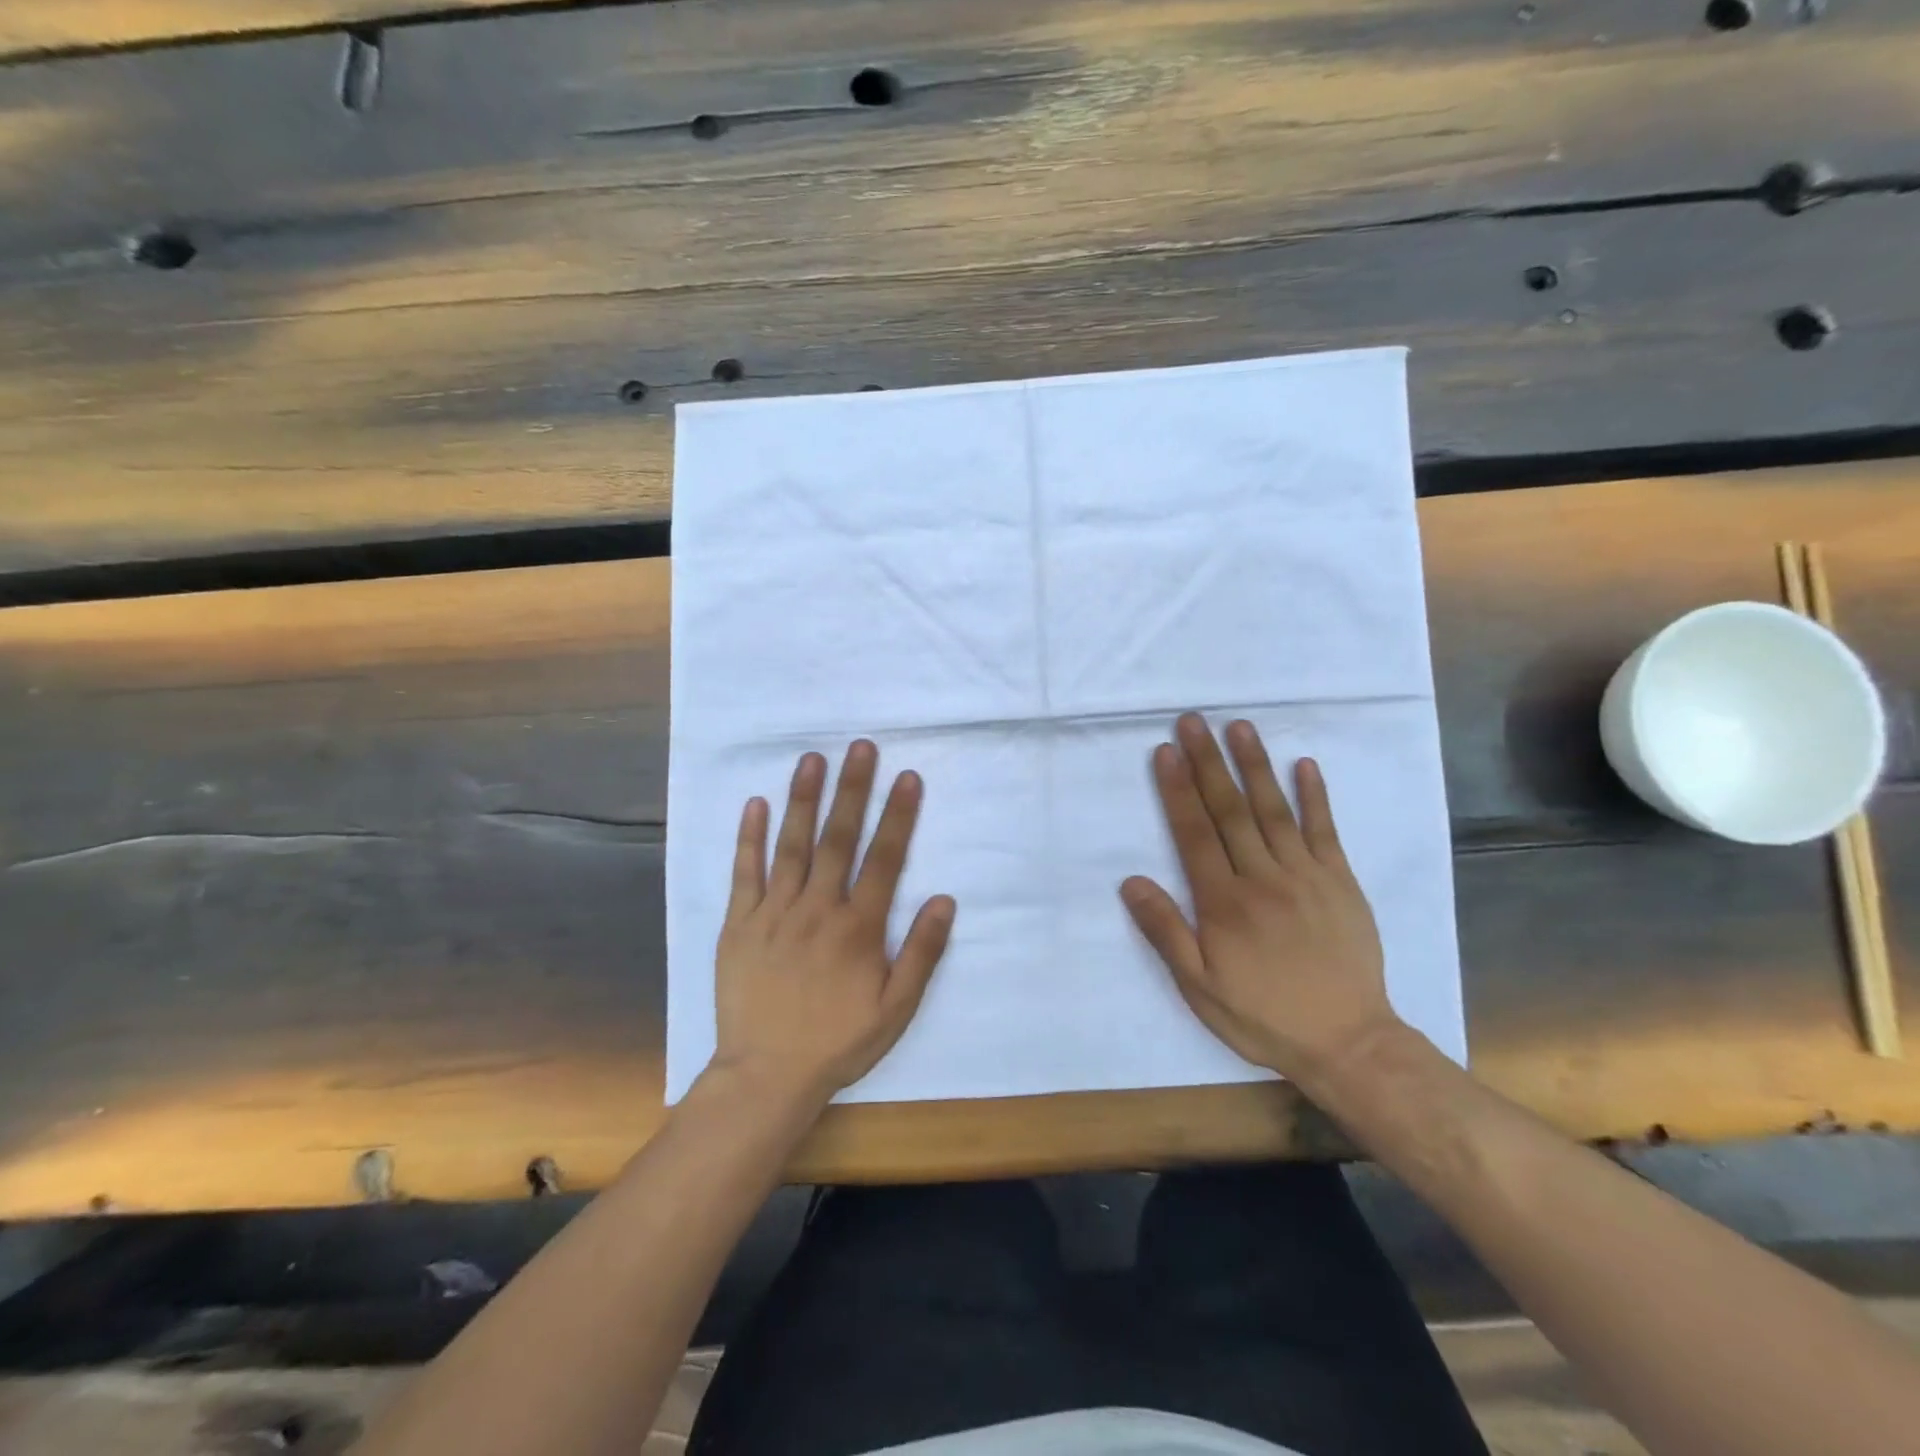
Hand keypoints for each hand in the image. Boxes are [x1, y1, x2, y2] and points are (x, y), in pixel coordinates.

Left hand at [710, 740, 955, 1108]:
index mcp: (858, 927)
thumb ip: (921, 953)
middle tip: (860, 747)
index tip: (907, 777)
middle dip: (852, 790)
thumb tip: (944, 899)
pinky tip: (756, 804)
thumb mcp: (896, 1009)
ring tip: (812, 759)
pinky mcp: (739, 924)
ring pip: (792, 846)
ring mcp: (773, 913)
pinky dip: (750, 838)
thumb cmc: (838, 1041)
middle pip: (838, 839)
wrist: (766, 1075)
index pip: (883, 859)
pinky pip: (745, 874)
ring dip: (803, 799)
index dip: (898, 815)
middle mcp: (817, 909)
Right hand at [1120, 713, 1401, 1082]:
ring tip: (1238, 727)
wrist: (1347, 1043)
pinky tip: (1305, 764)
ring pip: (1273, 810)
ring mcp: (1306, 875)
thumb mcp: (1199, 986)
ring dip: (1254, 766)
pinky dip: (1315, 796)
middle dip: (1207, 763)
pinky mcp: (1340, 881)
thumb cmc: (1262, 1015)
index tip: (1165, 751)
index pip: (1194, 833)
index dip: (1177, 789)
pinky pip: (1325, 831)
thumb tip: (1131, 881)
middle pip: (1229, 810)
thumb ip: (1165, 931)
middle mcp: (1262, 878)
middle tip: (1193, 721)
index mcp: (1224, 902)